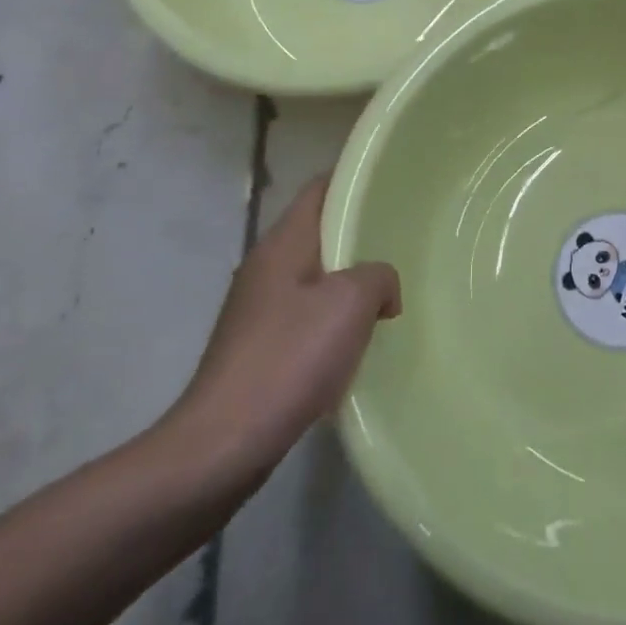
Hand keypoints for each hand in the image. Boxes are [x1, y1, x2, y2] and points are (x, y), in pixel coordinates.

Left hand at [165, 177, 400, 494]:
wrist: (222, 444)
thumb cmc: (289, 359)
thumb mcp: (350, 303)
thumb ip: (378, 277)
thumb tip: (382, 289)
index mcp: (282, 245)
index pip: (319, 189)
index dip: (354, 180)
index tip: (391, 184)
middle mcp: (265, 269)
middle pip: (318, 233)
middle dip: (359, 236)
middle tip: (403, 242)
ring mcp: (258, 311)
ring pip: (315, 278)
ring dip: (350, 283)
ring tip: (391, 293)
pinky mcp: (258, 349)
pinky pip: (306, 317)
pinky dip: (335, 320)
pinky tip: (359, 343)